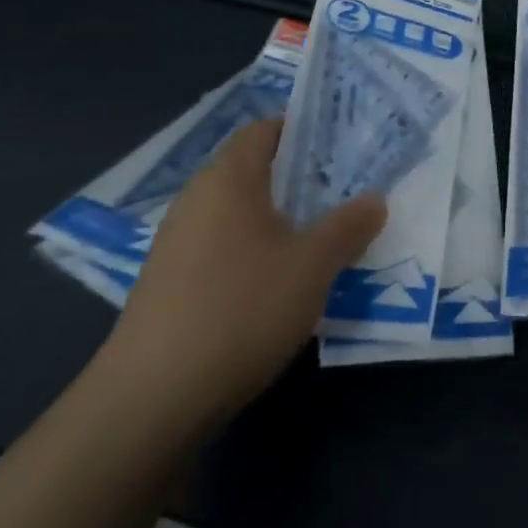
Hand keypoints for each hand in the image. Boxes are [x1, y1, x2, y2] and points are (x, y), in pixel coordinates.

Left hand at [98, 119, 384, 429]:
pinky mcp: (171, 282)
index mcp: (228, 179)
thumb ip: (347, 226)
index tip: (342, 145)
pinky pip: (224, 246)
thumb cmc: (241, 309)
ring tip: (324, 236)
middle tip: (346, 191)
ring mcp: (178, 243)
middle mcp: (197, 199)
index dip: (303, 129)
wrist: (153, 397)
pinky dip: (256, 250)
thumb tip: (374, 199)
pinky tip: (281, 281)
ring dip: (280, 218)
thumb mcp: (312, 266)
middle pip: (253, 170)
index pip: (264, 129)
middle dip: (300, 178)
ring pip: (240, 212)